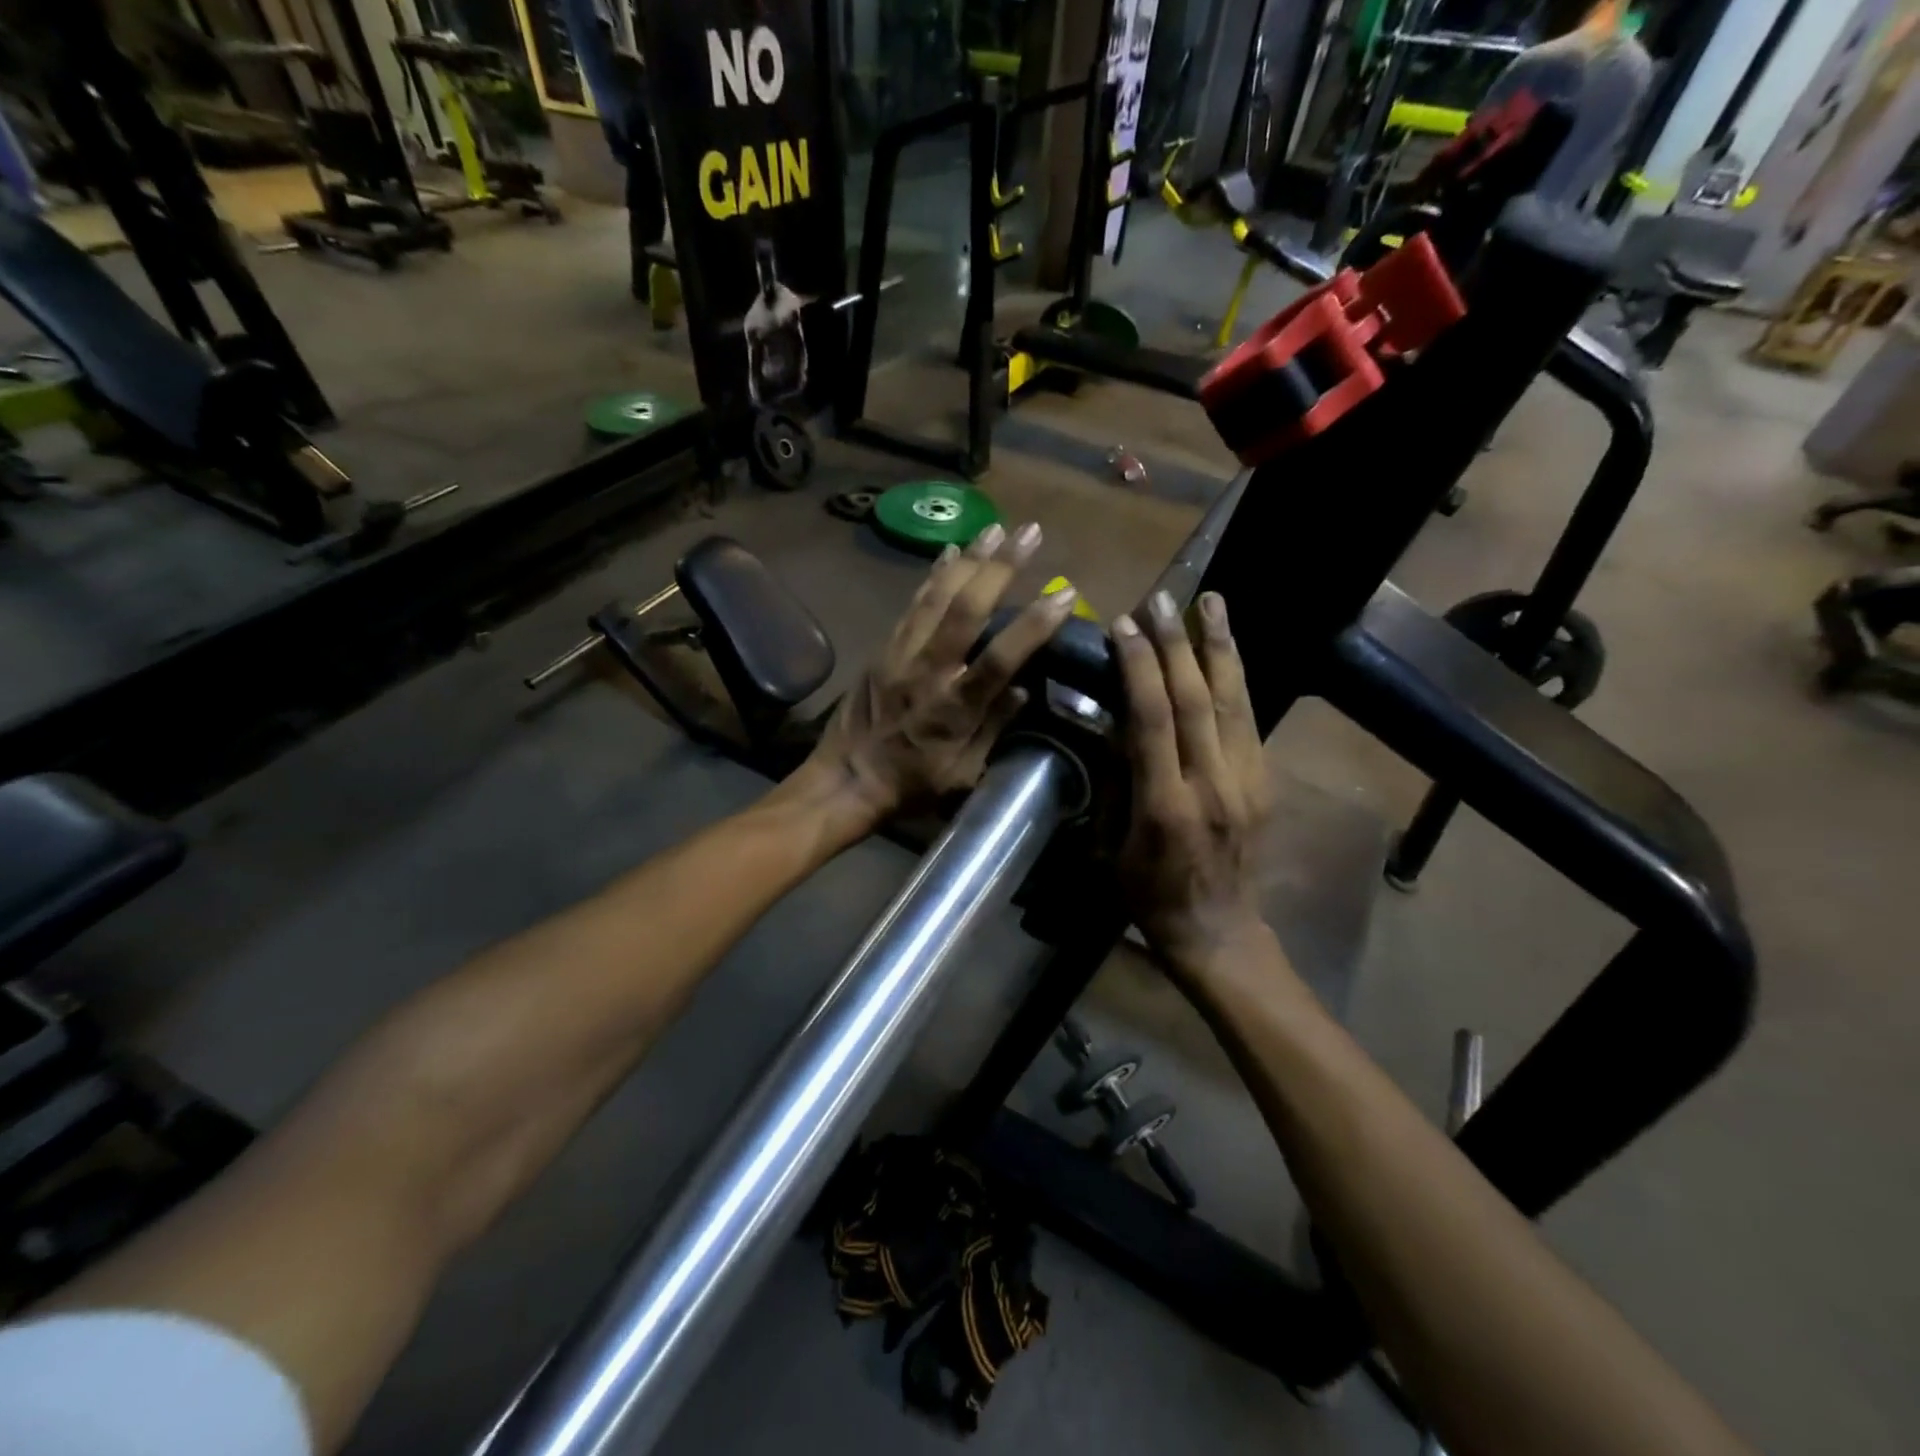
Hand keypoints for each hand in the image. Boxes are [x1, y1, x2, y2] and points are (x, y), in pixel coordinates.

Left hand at [798, 522, 1080, 830]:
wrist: (845, 780)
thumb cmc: (911, 786)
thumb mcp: (963, 776)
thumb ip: (993, 730)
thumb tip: (1022, 688)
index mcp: (954, 708)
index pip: (1000, 658)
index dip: (1034, 624)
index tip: (1065, 594)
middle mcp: (928, 671)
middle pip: (966, 608)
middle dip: (1002, 567)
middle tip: (1031, 532)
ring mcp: (901, 654)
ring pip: (936, 595)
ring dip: (969, 558)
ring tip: (996, 527)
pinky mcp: (883, 648)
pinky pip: (912, 603)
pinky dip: (933, 574)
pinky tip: (949, 551)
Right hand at [1114, 589, 1273, 972]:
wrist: (1217, 930)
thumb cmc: (1148, 894)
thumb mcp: (1111, 847)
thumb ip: (1115, 782)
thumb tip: (1115, 724)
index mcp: (1167, 806)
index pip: (1154, 721)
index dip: (1139, 668)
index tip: (1123, 626)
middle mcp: (1214, 785)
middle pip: (1198, 700)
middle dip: (1177, 644)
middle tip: (1161, 598)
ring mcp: (1247, 781)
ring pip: (1236, 701)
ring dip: (1220, 647)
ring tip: (1211, 601)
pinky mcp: (1265, 782)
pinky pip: (1249, 719)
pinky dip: (1236, 677)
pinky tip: (1226, 649)